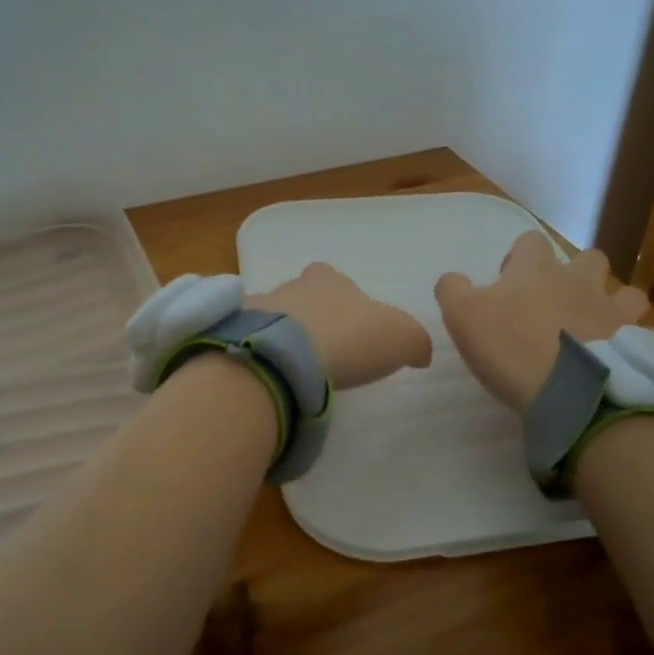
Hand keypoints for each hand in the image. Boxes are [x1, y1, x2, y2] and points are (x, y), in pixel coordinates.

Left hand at [252, 262, 432, 389]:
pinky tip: (270, 377)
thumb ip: (415, 341)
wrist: (283, 357)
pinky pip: (248, 342)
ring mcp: (257, 310)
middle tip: (321, 348)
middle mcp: (290, 287)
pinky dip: (259, 355)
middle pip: (300, 296)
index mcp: (329, 281)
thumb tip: (420, 353)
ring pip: (272, 318)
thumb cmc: (347, 338)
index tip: (347, 323)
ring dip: (281, 337)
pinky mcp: (234, 337)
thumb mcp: (401, 338)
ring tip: (293, 368)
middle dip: (309, 317)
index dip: (341, 297)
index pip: (333, 278)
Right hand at [435, 233, 649, 411]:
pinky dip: (631, 335)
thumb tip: (452, 279)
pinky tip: (618, 351)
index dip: (519, 259)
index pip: (529, 241)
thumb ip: (453, 289)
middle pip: (585, 258)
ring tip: (594, 326)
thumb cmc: (510, 348)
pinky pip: (640, 327)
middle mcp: (577, 278)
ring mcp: (610, 306)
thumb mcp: (461, 316)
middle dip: (574, 273)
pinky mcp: (634, 338)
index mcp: (534, 268)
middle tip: (554, 305)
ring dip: (609, 300)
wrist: (569, 389)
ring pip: (621, 288)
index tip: (509, 285)